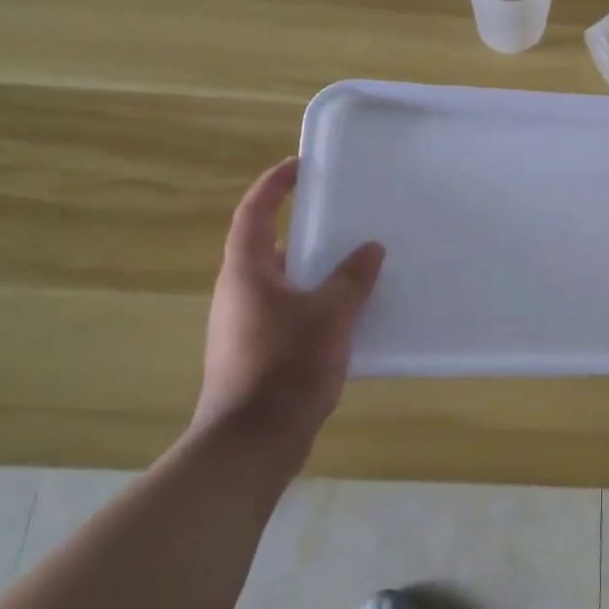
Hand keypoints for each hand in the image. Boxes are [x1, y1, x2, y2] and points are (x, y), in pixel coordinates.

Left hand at [194, 158, 384, 465]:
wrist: (251, 441)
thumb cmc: (286, 366)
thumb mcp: (330, 316)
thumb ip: (352, 279)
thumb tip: (370, 248)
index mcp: (247, 271)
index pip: (254, 212)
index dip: (273, 185)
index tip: (299, 166)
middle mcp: (239, 292)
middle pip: (268, 247)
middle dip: (303, 230)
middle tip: (342, 218)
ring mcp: (244, 325)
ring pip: (281, 283)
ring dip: (313, 270)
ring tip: (354, 264)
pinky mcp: (255, 352)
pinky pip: (287, 311)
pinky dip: (313, 302)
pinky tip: (346, 314)